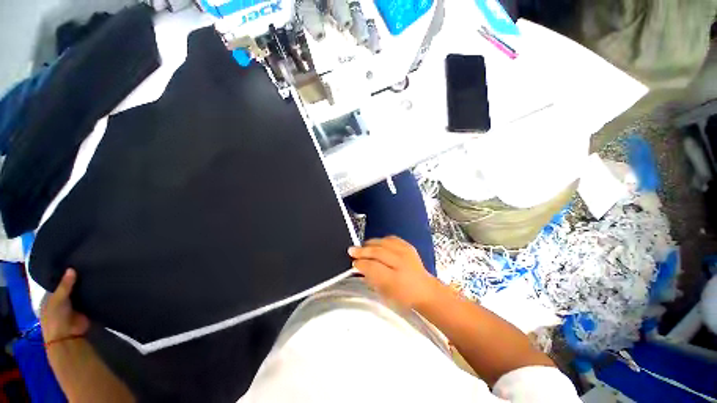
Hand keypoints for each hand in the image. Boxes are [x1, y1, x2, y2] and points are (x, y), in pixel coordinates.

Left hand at [40, 269, 89, 342]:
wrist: (68, 336)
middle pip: (70, 287)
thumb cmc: (56, 317)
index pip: (58, 283)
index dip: (64, 274)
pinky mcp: (85, 308)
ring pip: (80, 292)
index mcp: (51, 297)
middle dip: (76, 279)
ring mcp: (74, 305)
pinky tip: (99, 283)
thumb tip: (72, 268)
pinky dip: (93, 292)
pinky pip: (89, 298)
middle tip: (86, 264)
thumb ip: (65, 285)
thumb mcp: (58, 299)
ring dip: (85, 286)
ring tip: (95, 271)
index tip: (73, 263)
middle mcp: (62, 300)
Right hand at [348, 236, 440, 309]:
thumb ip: (372, 278)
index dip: (361, 263)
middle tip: (352, 250)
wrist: (425, 290)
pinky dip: (381, 240)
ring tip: (363, 247)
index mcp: (395, 280)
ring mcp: (406, 252)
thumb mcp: (385, 293)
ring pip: (383, 242)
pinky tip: (376, 244)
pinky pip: (391, 238)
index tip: (353, 262)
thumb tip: (360, 266)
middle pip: (377, 252)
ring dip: (370, 244)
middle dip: (362, 251)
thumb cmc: (403, 296)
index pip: (373, 267)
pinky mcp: (408, 246)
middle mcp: (401, 263)